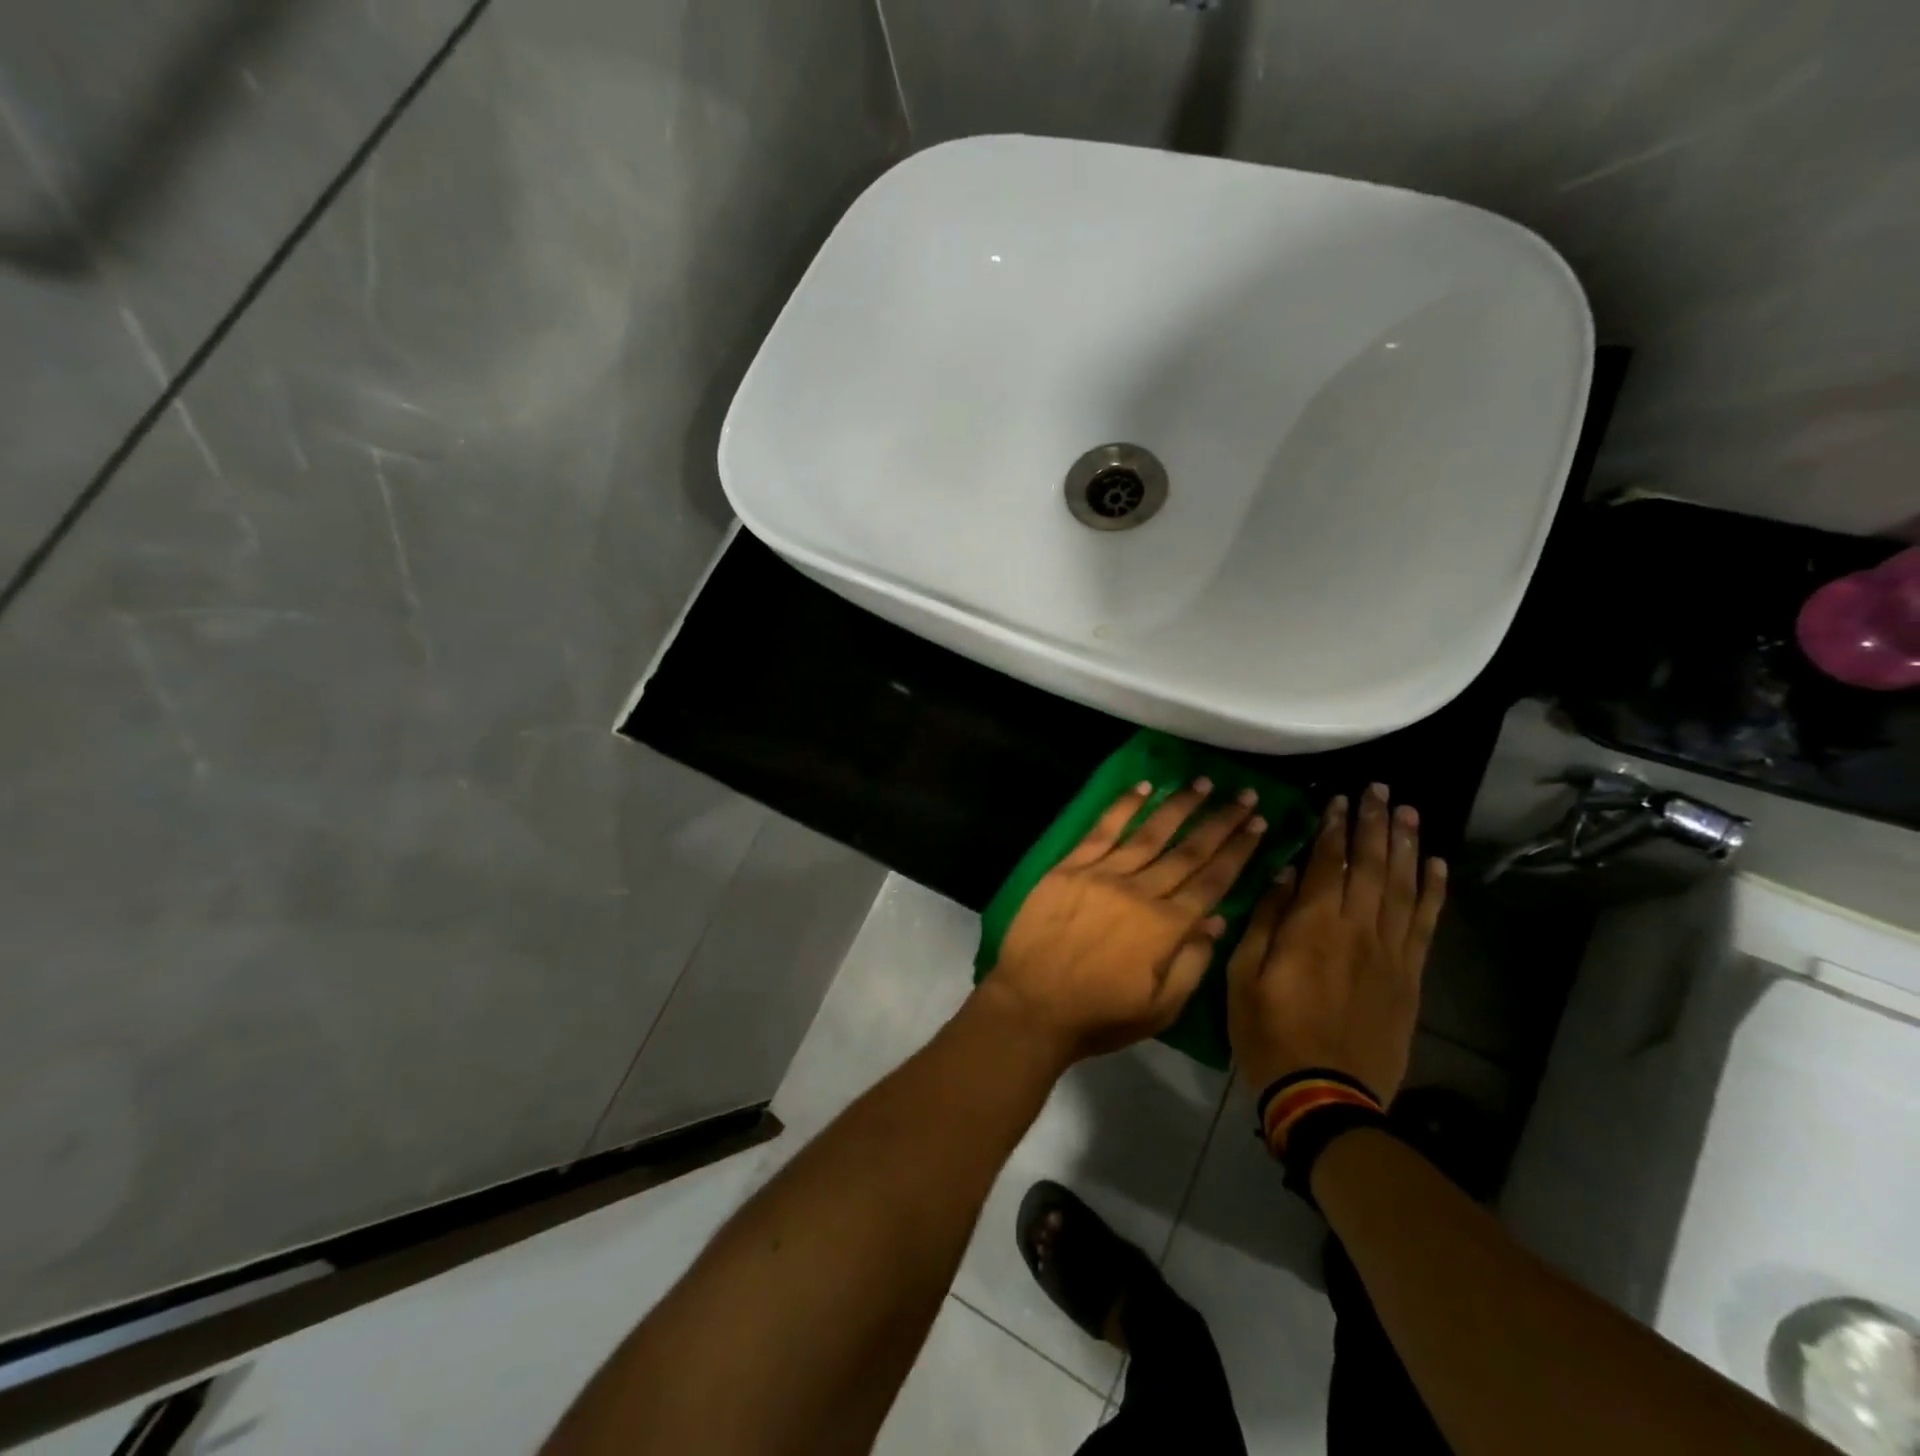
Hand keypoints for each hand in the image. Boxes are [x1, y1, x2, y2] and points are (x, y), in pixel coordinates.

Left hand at [983, 779, 1269, 1063]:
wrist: (1031, 1005)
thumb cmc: (1099, 1015)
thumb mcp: (1160, 1009)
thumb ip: (1193, 963)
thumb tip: (1218, 920)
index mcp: (1167, 927)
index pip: (1213, 880)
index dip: (1238, 851)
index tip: (1259, 824)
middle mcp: (1141, 891)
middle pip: (1188, 851)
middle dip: (1220, 821)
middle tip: (1244, 794)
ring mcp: (1103, 874)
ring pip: (1150, 833)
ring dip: (1179, 806)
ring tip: (1203, 783)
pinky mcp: (1070, 867)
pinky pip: (1102, 829)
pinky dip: (1123, 806)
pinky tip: (1143, 786)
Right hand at [1227, 783, 1446, 1103]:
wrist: (1325, 1095)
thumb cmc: (1270, 1032)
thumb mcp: (1243, 975)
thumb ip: (1265, 921)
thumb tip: (1284, 874)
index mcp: (1313, 927)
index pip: (1329, 864)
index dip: (1335, 829)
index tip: (1340, 800)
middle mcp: (1358, 930)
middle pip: (1372, 866)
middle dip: (1375, 824)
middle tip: (1381, 791)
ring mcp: (1390, 953)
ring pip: (1403, 887)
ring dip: (1407, 846)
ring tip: (1410, 812)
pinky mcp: (1409, 977)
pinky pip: (1426, 925)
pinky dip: (1433, 892)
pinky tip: (1437, 867)